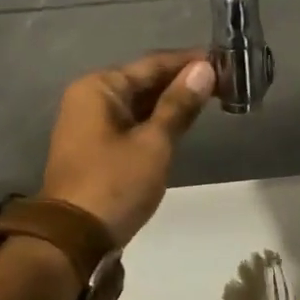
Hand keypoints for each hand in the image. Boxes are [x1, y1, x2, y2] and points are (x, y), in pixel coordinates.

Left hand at [40, 50, 214, 243]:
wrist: (74, 238)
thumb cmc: (115, 184)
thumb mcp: (154, 143)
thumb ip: (179, 105)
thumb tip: (205, 69)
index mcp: (99, 87)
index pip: (153, 64)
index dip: (190, 62)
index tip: (225, 61)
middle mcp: (90, 98)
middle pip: (144, 81)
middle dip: (182, 82)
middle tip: (225, 82)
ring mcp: (89, 124)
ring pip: (138, 104)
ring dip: (171, 103)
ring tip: (211, 100)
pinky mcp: (95, 147)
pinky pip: (130, 123)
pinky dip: (155, 122)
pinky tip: (182, 123)